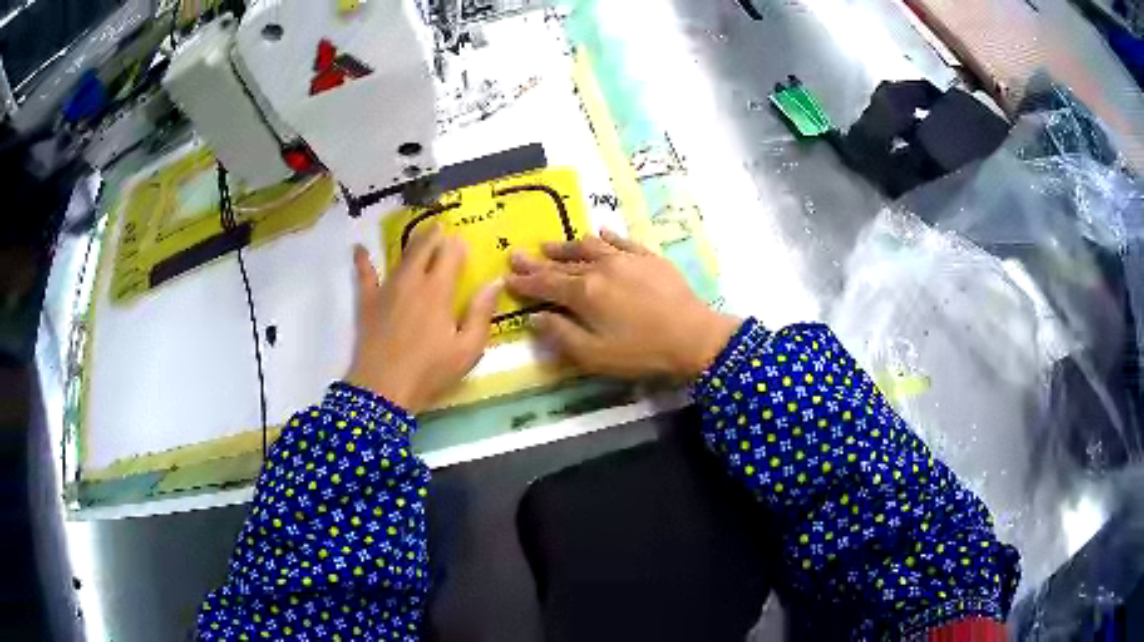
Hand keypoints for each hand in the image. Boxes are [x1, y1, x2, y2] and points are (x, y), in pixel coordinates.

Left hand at [346, 225, 500, 412]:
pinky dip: (362, 260)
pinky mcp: (368, 301)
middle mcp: (412, 281)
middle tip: (440, 227)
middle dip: (434, 235)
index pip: (450, 255)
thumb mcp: (467, 349)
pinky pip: (364, 275)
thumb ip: (481, 313)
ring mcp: (387, 288)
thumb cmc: (430, 371)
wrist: (383, 388)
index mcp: (439, 290)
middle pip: (424, 249)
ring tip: (418, 233)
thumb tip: (494, 283)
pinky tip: (358, 248)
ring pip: (400, 257)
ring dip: (411, 243)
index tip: (462, 243)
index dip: (457, 246)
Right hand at [507, 230, 739, 379]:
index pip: (546, 284)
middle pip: (563, 262)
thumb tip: (535, 318)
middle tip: (518, 253)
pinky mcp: (649, 258)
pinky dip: (607, 236)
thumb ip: (562, 335)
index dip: (525, 281)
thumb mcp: (595, 355)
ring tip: (550, 244)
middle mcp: (601, 268)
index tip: (507, 276)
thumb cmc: (642, 352)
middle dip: (538, 260)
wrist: (694, 337)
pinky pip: (623, 240)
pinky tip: (601, 232)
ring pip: (589, 246)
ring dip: (567, 245)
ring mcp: (626, 259)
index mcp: (584, 293)